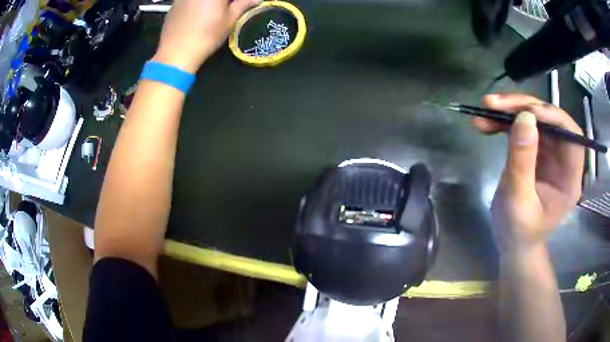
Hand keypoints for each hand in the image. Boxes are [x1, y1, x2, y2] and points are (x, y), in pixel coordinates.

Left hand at [152, 0, 259, 72]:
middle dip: (226, 2)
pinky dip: (199, 4)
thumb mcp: (229, 20)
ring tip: (215, 11)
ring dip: (212, 3)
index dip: (237, 1)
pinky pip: (191, 0)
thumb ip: (244, 4)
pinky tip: (199, 13)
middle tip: (230, 7)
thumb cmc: (206, 37)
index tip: (241, 5)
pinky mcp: (175, 2)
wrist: (175, 53)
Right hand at [472, 94, 583, 255]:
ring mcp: (549, 154)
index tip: (528, 112)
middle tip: (495, 104)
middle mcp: (563, 160)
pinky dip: (504, 123)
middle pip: (551, 120)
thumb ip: (523, 162)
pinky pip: (522, 128)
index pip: (571, 136)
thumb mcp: (519, 201)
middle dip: (525, 108)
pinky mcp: (535, 152)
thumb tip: (524, 118)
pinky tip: (485, 123)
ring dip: (511, 111)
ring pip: (535, 119)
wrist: (511, 243)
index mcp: (569, 178)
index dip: (554, 118)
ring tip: (485, 109)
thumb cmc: (518, 231)